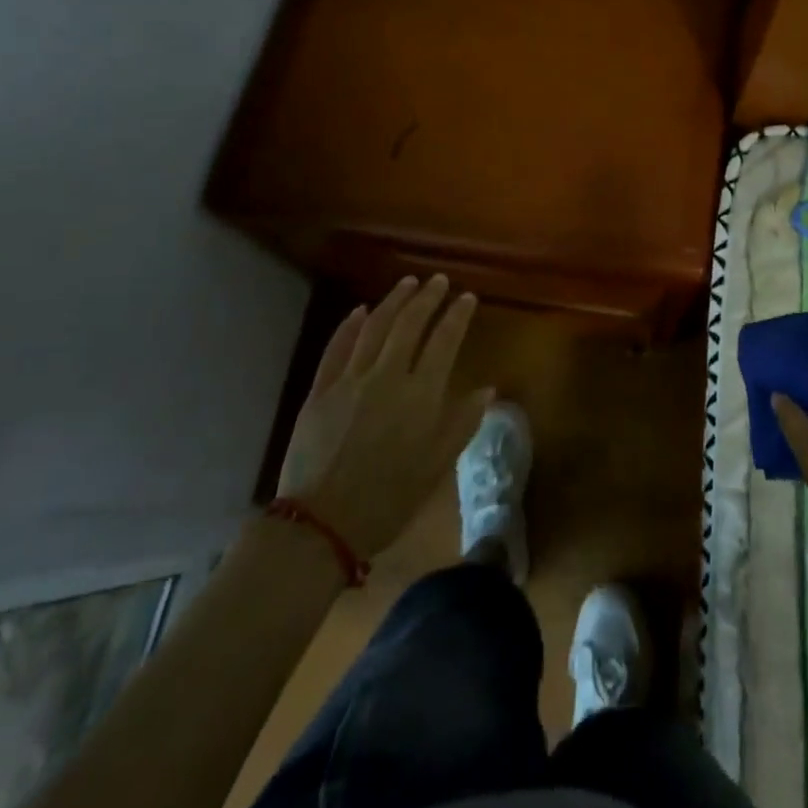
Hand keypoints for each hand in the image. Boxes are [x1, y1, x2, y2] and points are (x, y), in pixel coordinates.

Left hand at [277, 275, 489, 559]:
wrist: (321, 526)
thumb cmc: (389, 499)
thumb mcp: (437, 466)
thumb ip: (462, 423)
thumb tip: (487, 389)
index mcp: (420, 394)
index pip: (444, 340)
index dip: (457, 315)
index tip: (467, 297)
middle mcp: (387, 377)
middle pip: (409, 325)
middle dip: (427, 298)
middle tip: (438, 281)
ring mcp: (349, 381)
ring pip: (374, 327)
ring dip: (393, 301)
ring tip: (407, 283)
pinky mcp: (320, 391)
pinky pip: (336, 348)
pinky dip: (349, 326)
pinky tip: (359, 310)